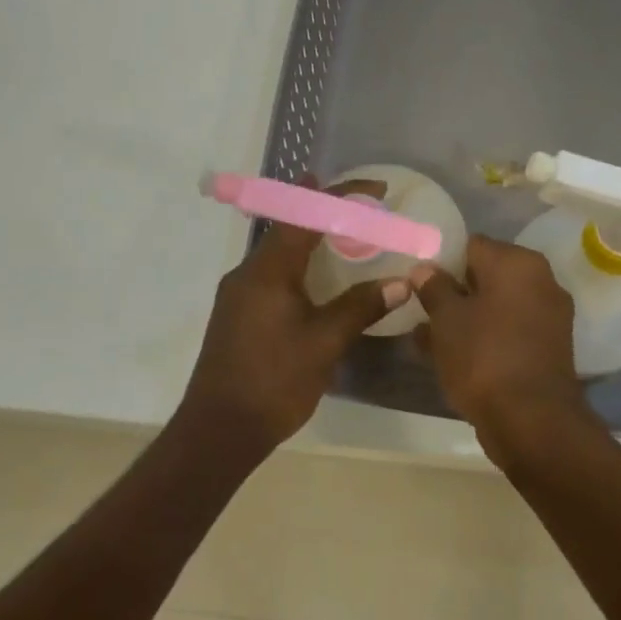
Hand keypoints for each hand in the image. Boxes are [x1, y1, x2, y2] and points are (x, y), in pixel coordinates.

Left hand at [178, 181, 409, 453]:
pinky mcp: (238, 316)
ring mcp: (239, 295)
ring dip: (312, 239)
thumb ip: (361, 307)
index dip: (340, 197)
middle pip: (289, 228)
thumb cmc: (274, 381)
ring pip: (280, 253)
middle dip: (326, 213)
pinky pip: (273, 275)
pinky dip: (301, 266)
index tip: (375, 190)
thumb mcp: (325, 343)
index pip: (304, 216)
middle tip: (365, 212)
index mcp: (267, 272)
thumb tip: (400, 283)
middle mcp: (248, 274)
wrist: (220, 429)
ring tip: (348, 239)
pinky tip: (320, 282)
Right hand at [410, 236, 594, 466]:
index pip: (473, 245)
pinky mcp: (549, 348)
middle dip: (455, 292)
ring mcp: (550, 317)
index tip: (419, 282)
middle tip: (422, 311)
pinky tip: (454, 357)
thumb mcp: (446, 319)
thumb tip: (425, 268)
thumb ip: (434, 287)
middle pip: (487, 276)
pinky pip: (509, 332)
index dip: (442, 261)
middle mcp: (542, 281)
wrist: (531, 420)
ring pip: (497, 308)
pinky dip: (485, 339)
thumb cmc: (483, 357)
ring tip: (429, 338)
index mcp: (518, 263)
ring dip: (467, 318)